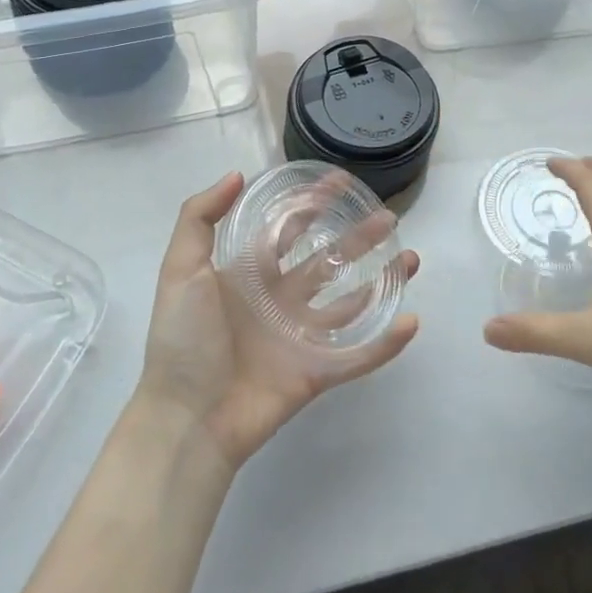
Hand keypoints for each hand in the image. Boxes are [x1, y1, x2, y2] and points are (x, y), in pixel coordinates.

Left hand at [135, 171, 419, 471]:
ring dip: (382, 281)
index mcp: (250, 275)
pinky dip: (385, 342)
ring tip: (411, 259)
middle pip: (328, 261)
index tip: (341, 183)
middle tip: (388, 218)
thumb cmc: (183, 340)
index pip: (288, 231)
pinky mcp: (316, 372)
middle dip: (358, 238)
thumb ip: (199, 218)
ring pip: (351, 303)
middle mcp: (280, 300)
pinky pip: (358, 355)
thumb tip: (237, 174)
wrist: (186, 418)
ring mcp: (300, 337)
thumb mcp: (180, 269)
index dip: (312, 206)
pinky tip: (411, 321)